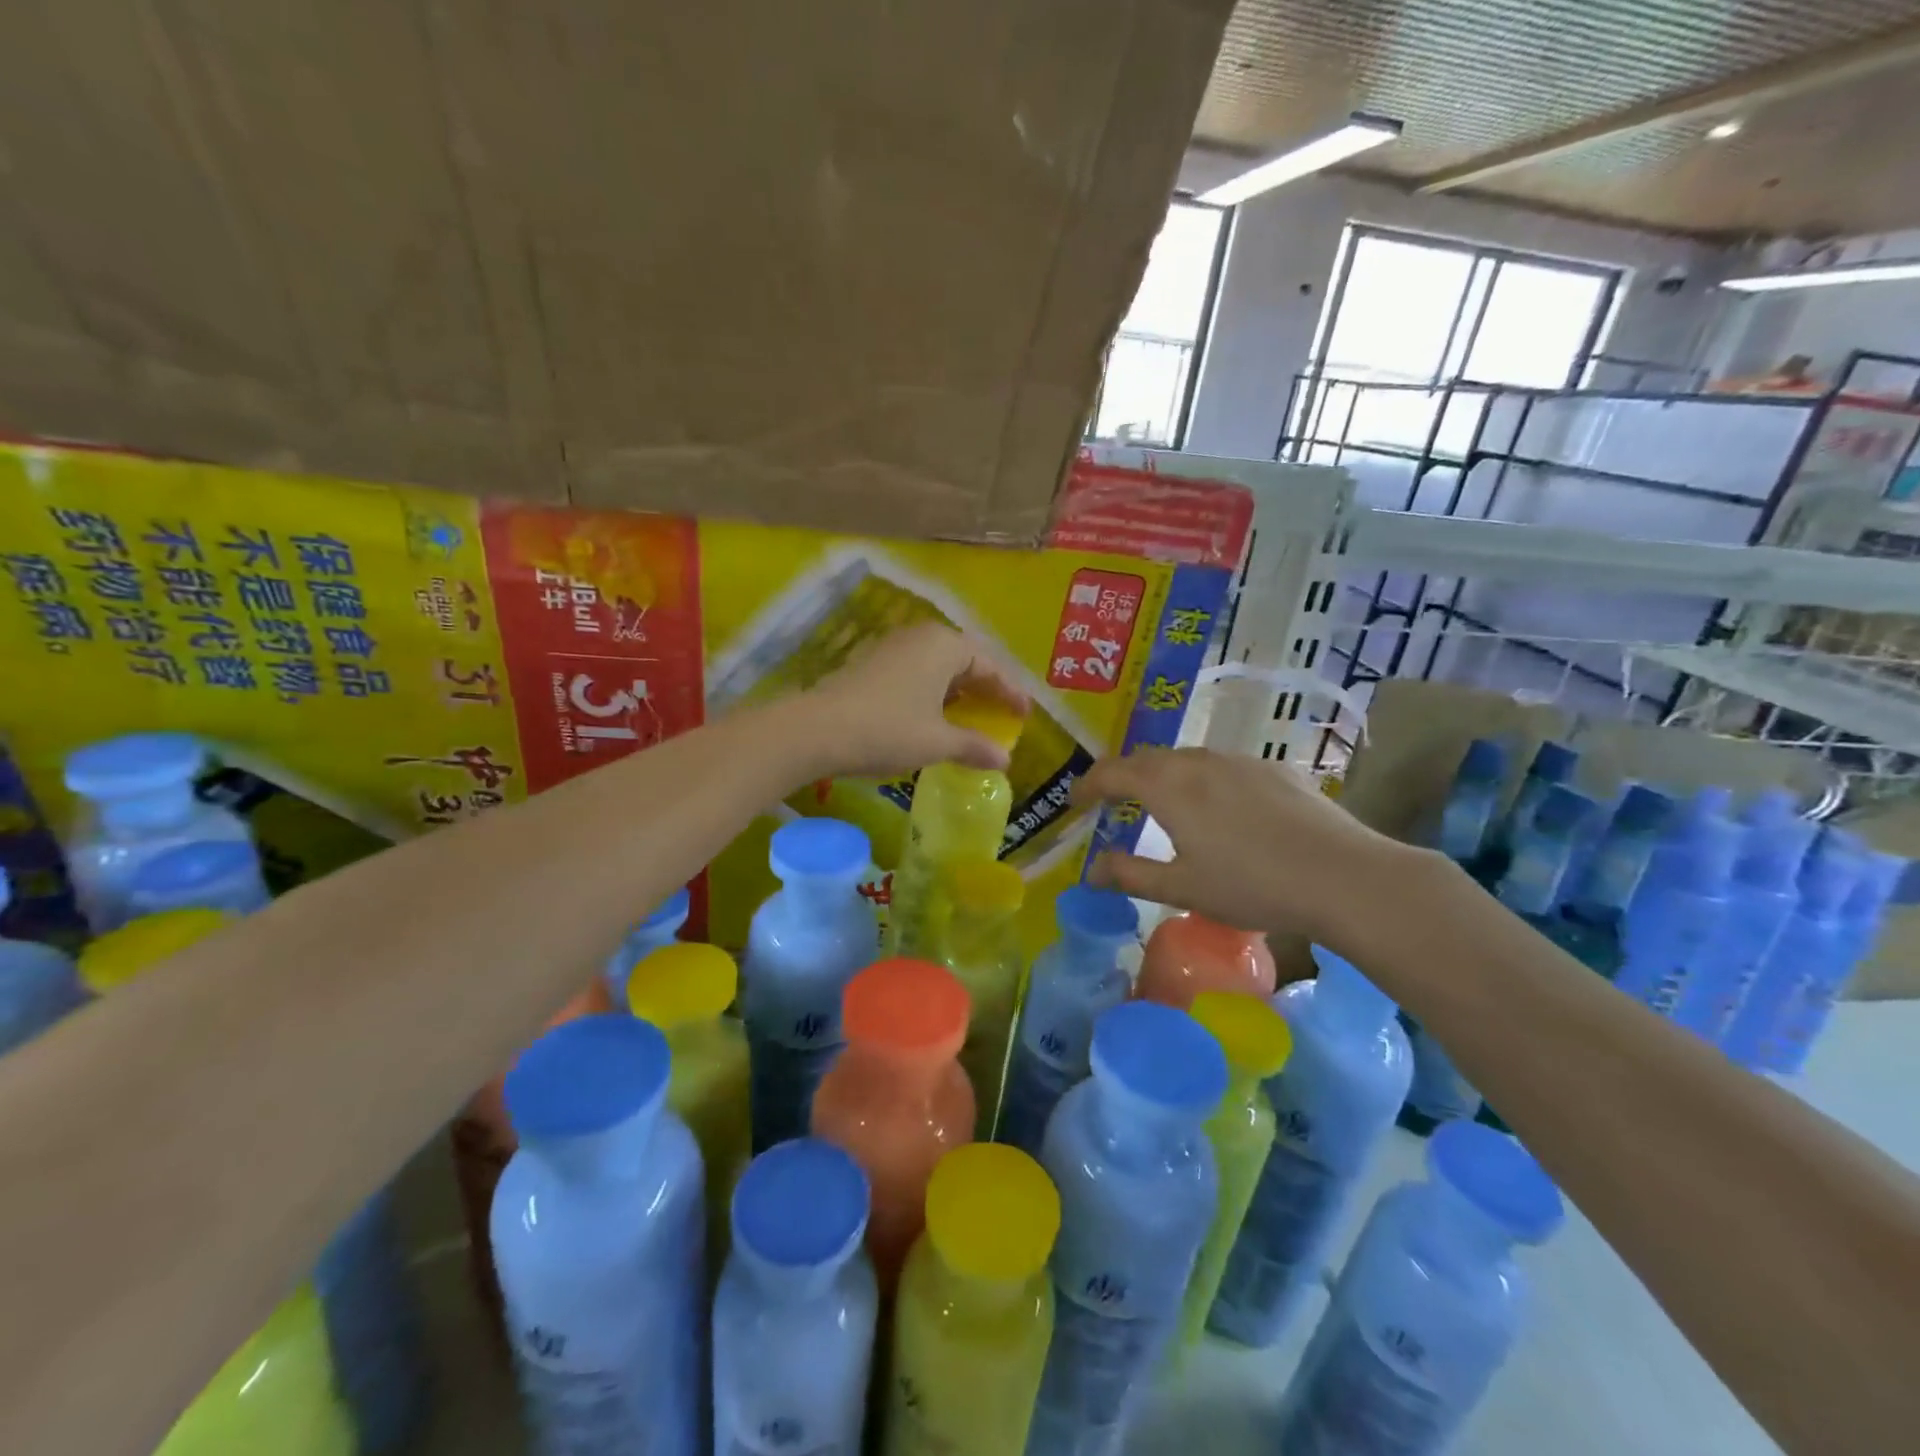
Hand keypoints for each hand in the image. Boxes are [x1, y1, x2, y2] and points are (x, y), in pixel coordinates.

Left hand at [794, 624, 1030, 778]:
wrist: (815, 731)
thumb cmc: (887, 731)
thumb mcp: (937, 742)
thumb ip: (974, 746)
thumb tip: (1005, 760)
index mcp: (944, 646)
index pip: (989, 666)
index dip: (1009, 692)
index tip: (1024, 714)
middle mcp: (919, 637)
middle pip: (964, 660)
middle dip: (984, 687)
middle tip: (1001, 712)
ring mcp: (891, 648)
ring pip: (937, 666)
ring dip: (956, 689)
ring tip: (970, 714)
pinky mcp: (869, 663)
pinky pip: (915, 672)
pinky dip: (932, 691)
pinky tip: (931, 714)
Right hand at [1072, 747, 1421, 948]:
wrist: (1343, 876)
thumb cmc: (1251, 885)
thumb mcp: (1181, 888)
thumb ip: (1130, 875)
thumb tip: (1091, 870)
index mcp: (1168, 787)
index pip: (1112, 772)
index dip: (1088, 784)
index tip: (1075, 800)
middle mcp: (1198, 762)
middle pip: (1148, 759)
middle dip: (1123, 776)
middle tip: (1112, 800)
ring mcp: (1240, 760)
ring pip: (1187, 759)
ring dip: (1164, 776)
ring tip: (1163, 803)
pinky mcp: (1274, 769)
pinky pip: (1224, 767)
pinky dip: (1204, 780)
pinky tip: (1221, 809)